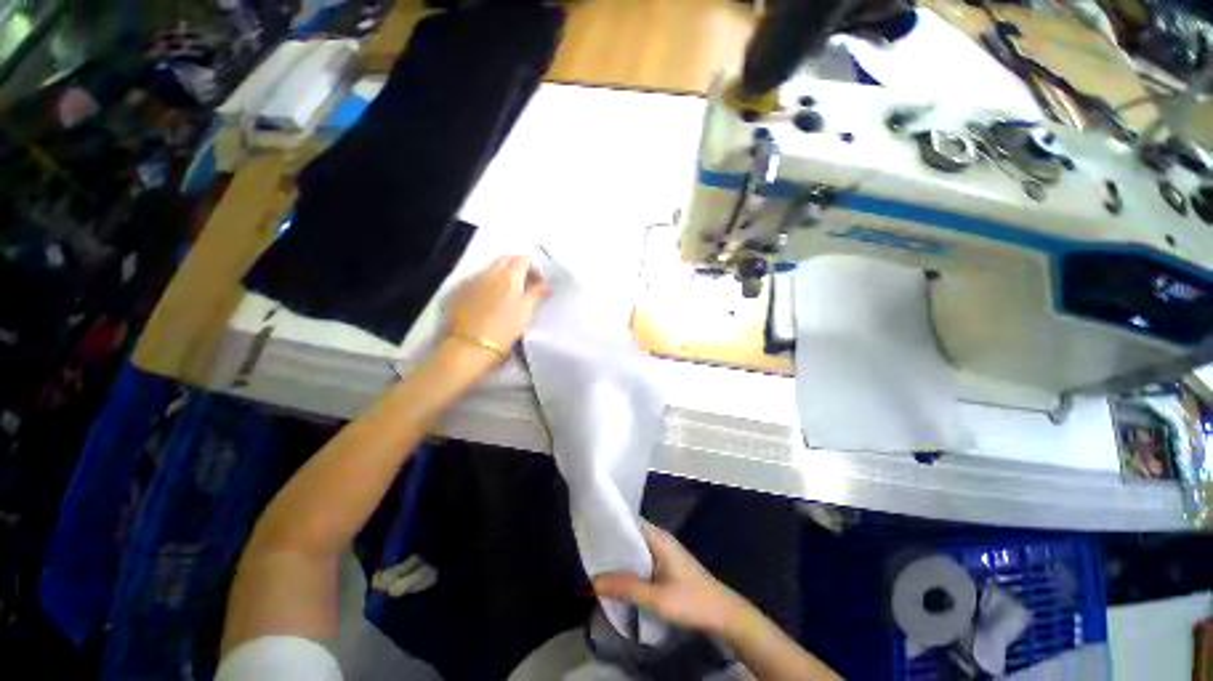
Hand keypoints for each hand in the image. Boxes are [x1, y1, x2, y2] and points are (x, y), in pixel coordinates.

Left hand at [449, 255, 548, 350]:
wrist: (472, 344)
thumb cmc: (506, 327)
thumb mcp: (526, 310)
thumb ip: (536, 293)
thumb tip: (545, 284)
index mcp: (510, 275)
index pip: (524, 258)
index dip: (534, 266)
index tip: (539, 280)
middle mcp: (491, 272)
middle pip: (507, 259)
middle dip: (518, 265)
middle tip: (527, 282)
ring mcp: (475, 279)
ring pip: (492, 267)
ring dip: (504, 273)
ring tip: (511, 291)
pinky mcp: (464, 290)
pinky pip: (481, 277)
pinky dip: (491, 281)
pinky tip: (494, 297)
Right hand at [593, 522, 750, 636]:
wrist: (725, 615)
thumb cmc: (691, 602)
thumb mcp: (657, 599)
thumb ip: (627, 588)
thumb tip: (594, 581)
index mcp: (658, 537)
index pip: (629, 520)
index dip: (610, 524)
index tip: (590, 531)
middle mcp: (660, 539)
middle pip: (631, 534)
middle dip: (612, 543)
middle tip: (589, 552)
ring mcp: (665, 551)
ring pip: (637, 548)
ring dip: (621, 556)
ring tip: (598, 565)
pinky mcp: (667, 565)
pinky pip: (643, 558)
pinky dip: (631, 565)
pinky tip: (620, 578)